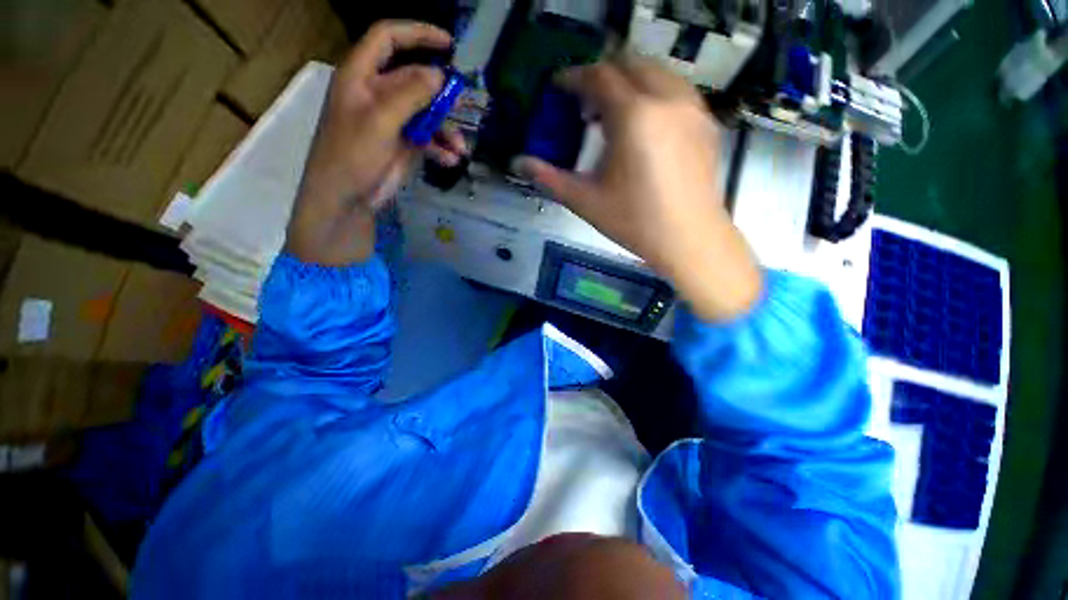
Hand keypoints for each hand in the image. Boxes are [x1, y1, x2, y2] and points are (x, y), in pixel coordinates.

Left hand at [286, 21, 467, 265]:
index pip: (388, 39)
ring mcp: (392, 121)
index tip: (448, 43)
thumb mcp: (380, 121)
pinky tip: (451, 160)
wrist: (346, 199)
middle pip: (415, 81)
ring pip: (426, 114)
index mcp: (361, 76)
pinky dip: (441, 149)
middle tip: (464, 104)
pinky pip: (428, 139)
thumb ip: (410, 95)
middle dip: (441, 95)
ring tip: (459, 148)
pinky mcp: (403, 145)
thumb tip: (439, 74)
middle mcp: (377, 94)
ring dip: (445, 130)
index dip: (417, 34)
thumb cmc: (352, 155)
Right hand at [516, 53, 761, 320]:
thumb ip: (550, 178)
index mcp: (633, 117)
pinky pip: (676, 89)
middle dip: (602, 76)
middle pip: (629, 64)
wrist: (688, 238)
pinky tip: (642, 125)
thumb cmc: (634, 222)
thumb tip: (518, 163)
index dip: (574, 78)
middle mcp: (666, 100)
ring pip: (656, 72)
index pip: (599, 77)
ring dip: (629, 82)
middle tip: (584, 105)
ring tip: (612, 115)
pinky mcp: (705, 121)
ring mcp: (691, 108)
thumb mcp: (586, 201)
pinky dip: (653, 93)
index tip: (559, 87)